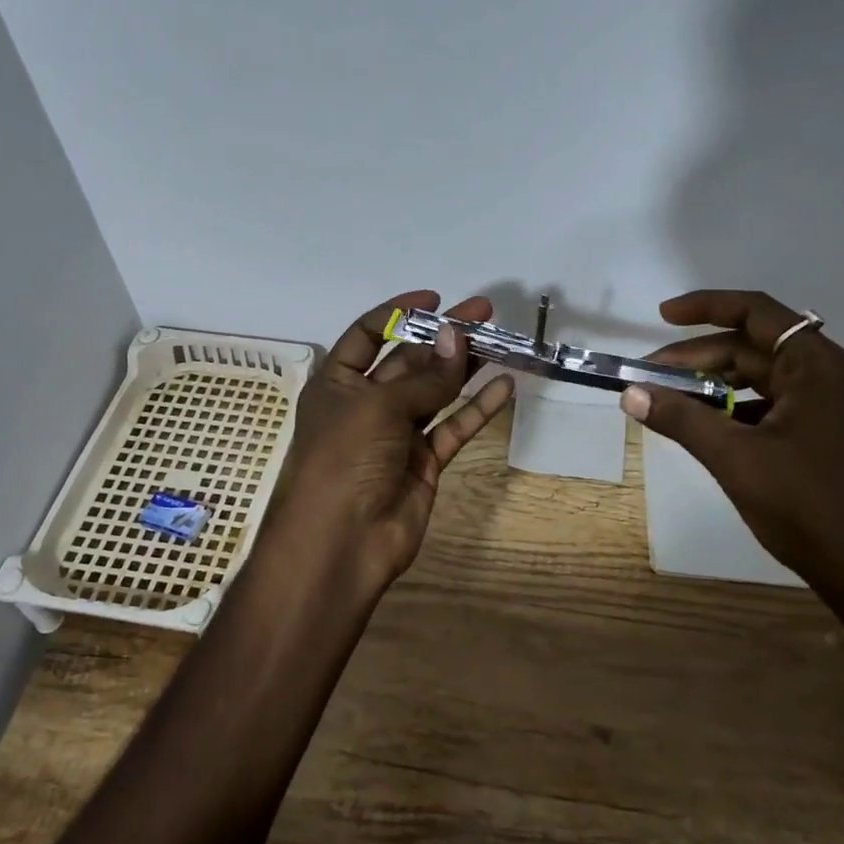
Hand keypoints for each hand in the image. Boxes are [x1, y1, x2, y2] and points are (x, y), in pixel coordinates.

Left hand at [260, 290, 515, 603]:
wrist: (341, 543)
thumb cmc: (344, 460)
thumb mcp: (379, 407)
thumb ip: (425, 376)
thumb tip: (456, 337)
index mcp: (338, 383)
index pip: (367, 335)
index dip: (398, 313)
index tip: (435, 299)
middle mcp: (366, 404)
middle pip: (409, 360)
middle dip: (443, 337)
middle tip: (485, 313)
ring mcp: (396, 435)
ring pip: (436, 392)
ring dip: (465, 367)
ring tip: (501, 341)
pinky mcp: (423, 463)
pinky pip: (453, 428)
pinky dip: (477, 409)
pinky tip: (505, 386)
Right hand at [623, 289, 843, 622]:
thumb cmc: (806, 505)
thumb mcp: (735, 458)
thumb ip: (682, 419)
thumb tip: (630, 394)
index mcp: (816, 366)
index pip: (756, 312)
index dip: (705, 307)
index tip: (662, 316)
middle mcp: (828, 374)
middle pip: (753, 347)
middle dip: (698, 358)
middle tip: (649, 378)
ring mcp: (830, 404)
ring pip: (761, 377)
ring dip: (715, 383)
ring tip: (670, 400)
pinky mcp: (826, 432)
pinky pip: (773, 403)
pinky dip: (736, 407)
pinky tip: (706, 425)